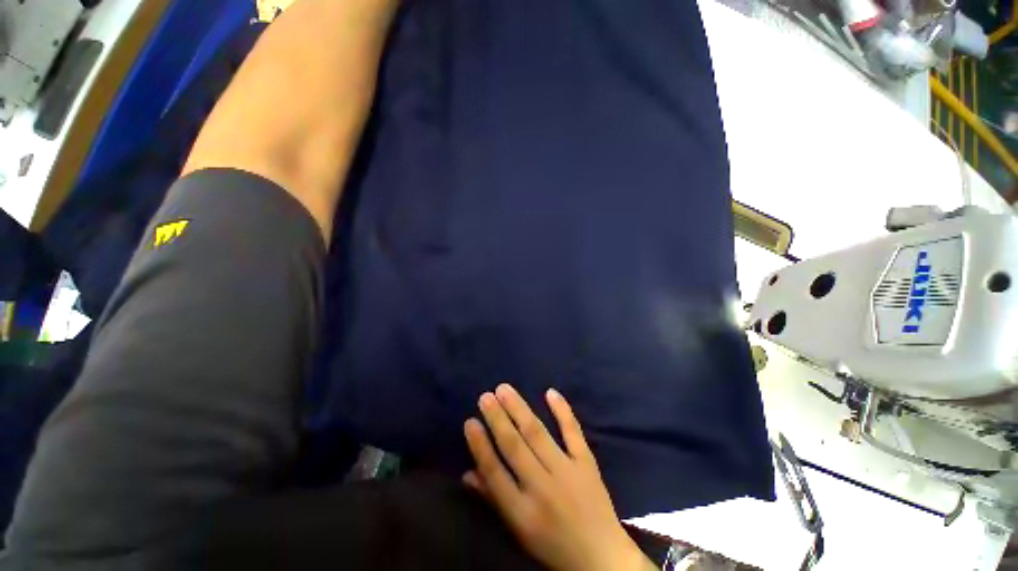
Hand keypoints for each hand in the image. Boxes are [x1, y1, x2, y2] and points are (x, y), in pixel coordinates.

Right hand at [464, 384, 654, 570]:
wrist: (601, 556)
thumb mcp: (518, 530)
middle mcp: (543, 488)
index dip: (480, 446)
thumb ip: (493, 499)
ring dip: (519, 409)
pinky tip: (550, 392)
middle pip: (514, 447)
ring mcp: (567, 472)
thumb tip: (467, 473)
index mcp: (522, 511)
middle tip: (485, 396)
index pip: (495, 472)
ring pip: (538, 434)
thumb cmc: (552, 544)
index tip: (470, 421)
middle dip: (497, 419)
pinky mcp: (587, 463)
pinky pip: (573, 432)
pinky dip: (563, 411)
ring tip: (504, 389)